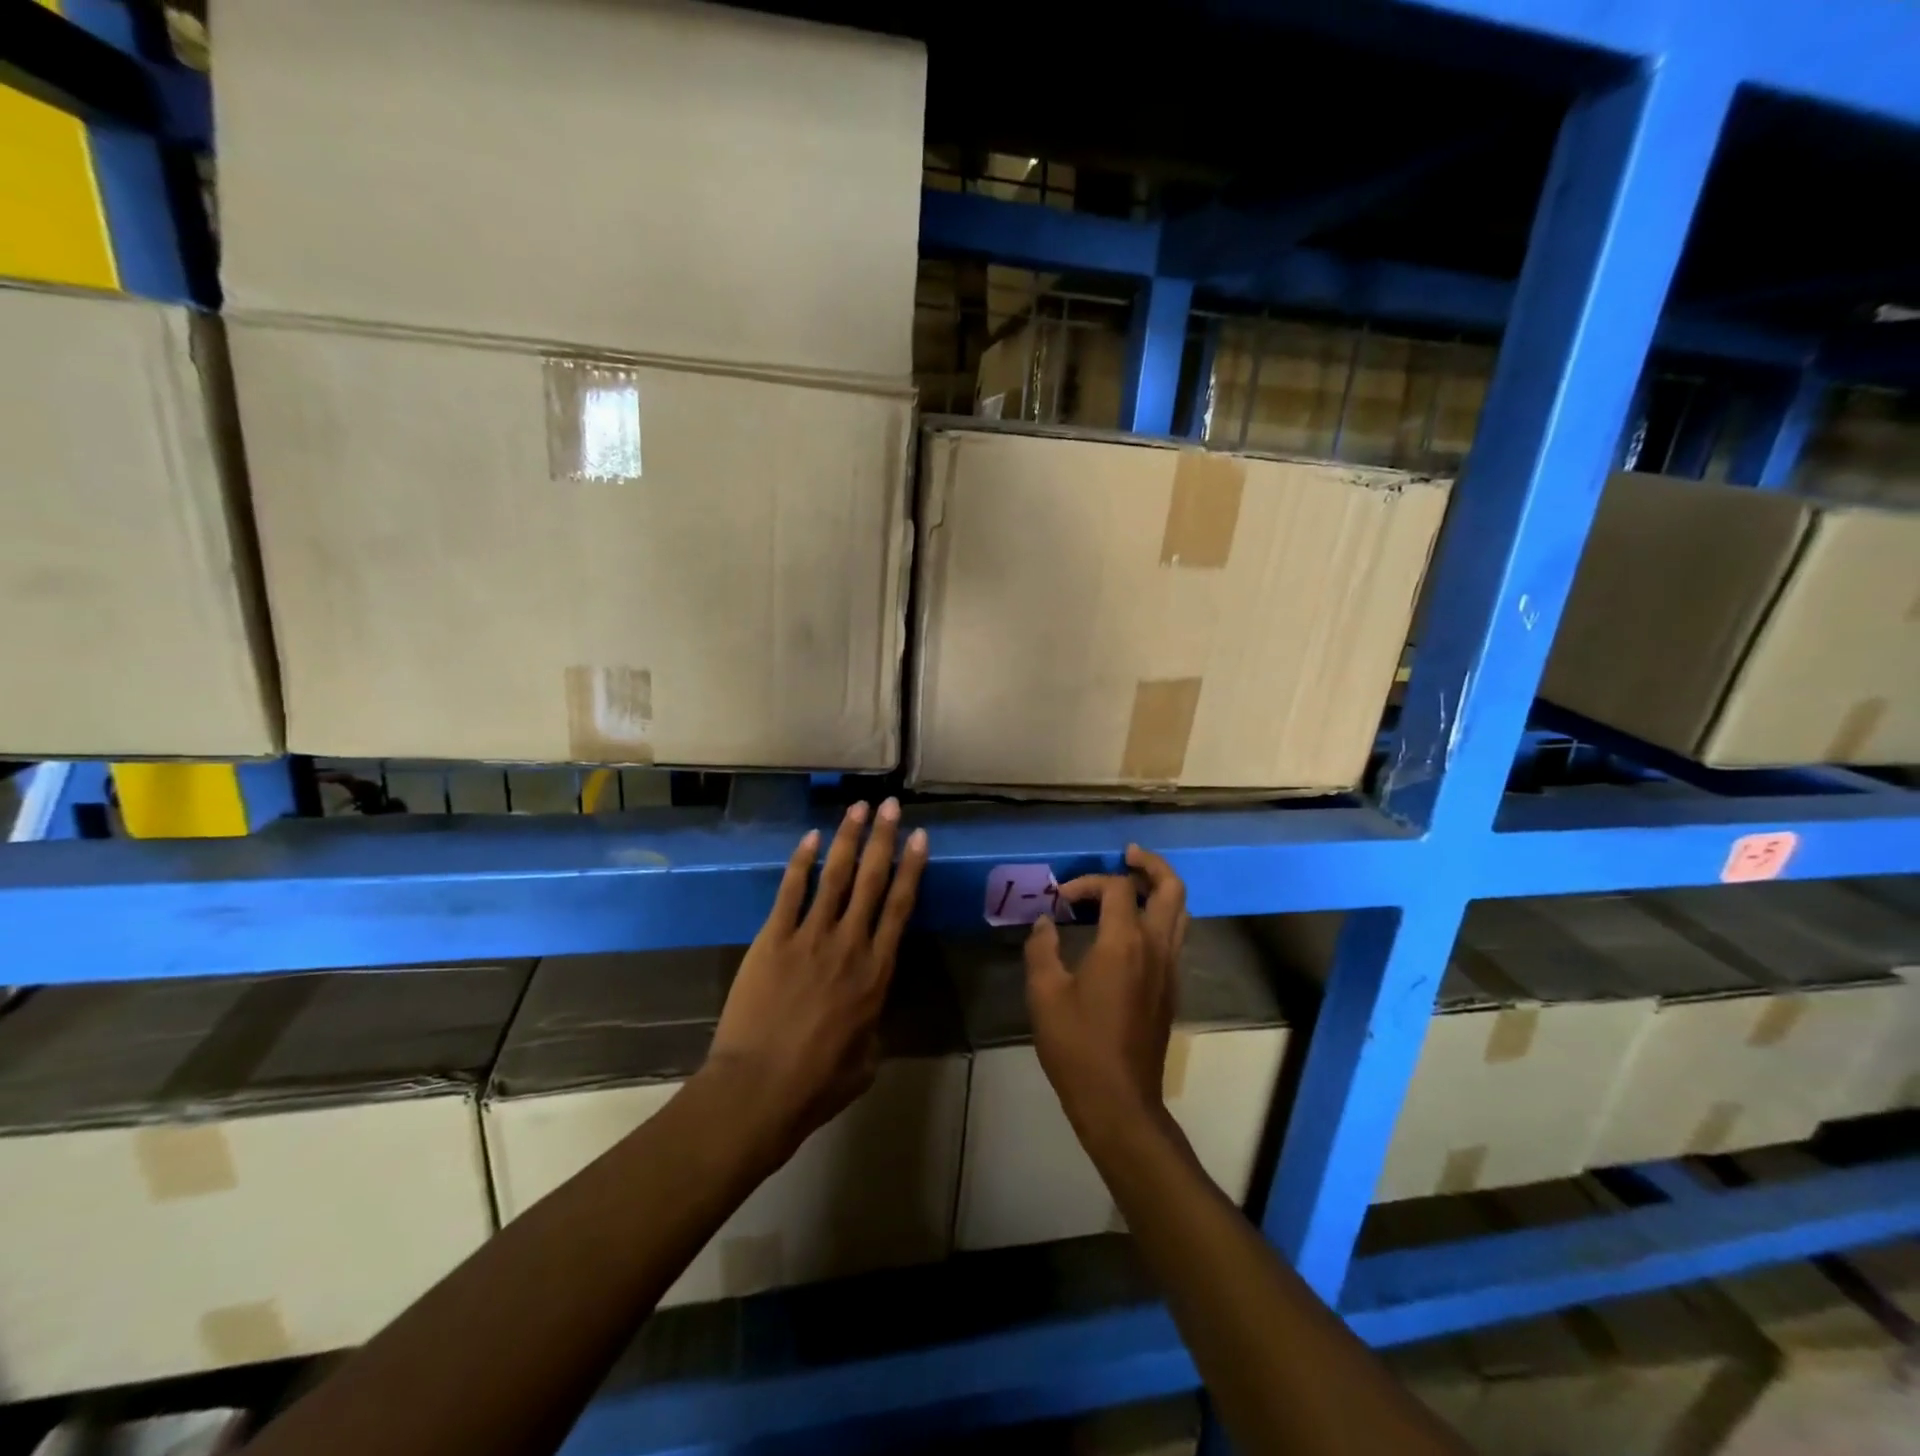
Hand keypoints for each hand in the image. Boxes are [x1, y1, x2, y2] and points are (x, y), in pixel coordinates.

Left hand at [703, 799, 928, 1166]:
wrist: (759, 1090)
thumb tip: (868, 1013)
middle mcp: (850, 944)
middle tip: (892, 805)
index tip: (920, 837)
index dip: (912, 868)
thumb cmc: (817, 1083)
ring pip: (835, 876)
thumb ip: (873, 1025)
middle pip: (872, 880)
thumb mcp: (866, 1059)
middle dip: (883, 838)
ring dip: (847, 838)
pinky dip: (800, 862)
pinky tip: (809, 837)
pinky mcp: (773, 939)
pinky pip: (790, 891)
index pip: (901, 907)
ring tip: (858, 807)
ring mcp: (810, 937)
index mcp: (877, 973)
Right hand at [1024, 845, 1188, 1146]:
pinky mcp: (1171, 988)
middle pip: (1172, 889)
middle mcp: (1156, 948)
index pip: (1117, 888)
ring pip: (1180, 913)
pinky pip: (1175, 936)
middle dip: (1151, 865)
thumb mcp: (1045, 994)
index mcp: (1124, 943)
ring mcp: (1169, 969)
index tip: (1060, 901)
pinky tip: (1130, 929)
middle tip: (1128, 855)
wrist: (1119, 1101)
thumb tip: (1043, 923)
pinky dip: (1159, 917)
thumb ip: (1042, 949)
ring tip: (1131, 884)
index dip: (1087, 883)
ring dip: (1160, 889)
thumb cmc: (1078, 1046)